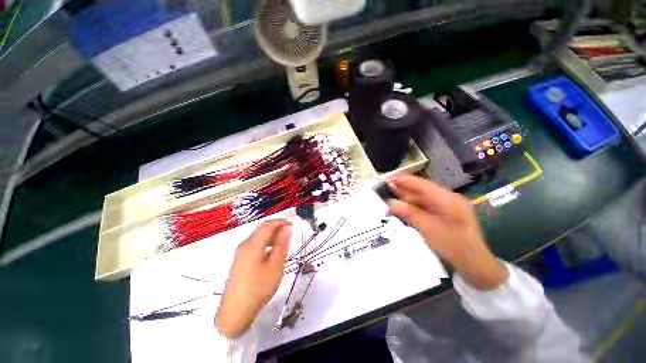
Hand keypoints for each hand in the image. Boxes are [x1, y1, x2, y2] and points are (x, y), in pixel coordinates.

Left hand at [216, 220, 291, 337]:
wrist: (234, 313)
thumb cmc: (258, 288)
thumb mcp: (275, 266)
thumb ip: (282, 244)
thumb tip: (287, 228)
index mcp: (252, 244)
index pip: (268, 225)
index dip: (281, 221)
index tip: (293, 224)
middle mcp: (244, 244)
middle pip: (262, 229)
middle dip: (277, 228)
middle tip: (290, 234)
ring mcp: (240, 253)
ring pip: (258, 237)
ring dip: (272, 236)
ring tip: (283, 244)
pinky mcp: (240, 260)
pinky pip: (255, 245)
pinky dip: (266, 244)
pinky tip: (272, 253)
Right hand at [388, 173, 507, 289]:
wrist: (473, 264)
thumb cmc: (453, 246)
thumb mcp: (428, 229)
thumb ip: (409, 213)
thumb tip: (391, 203)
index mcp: (448, 200)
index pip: (423, 185)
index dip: (406, 180)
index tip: (390, 178)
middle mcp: (448, 199)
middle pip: (422, 191)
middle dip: (404, 189)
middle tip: (387, 187)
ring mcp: (447, 207)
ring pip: (422, 199)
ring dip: (407, 199)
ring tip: (391, 199)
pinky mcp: (444, 214)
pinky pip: (425, 207)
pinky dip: (413, 207)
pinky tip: (402, 208)